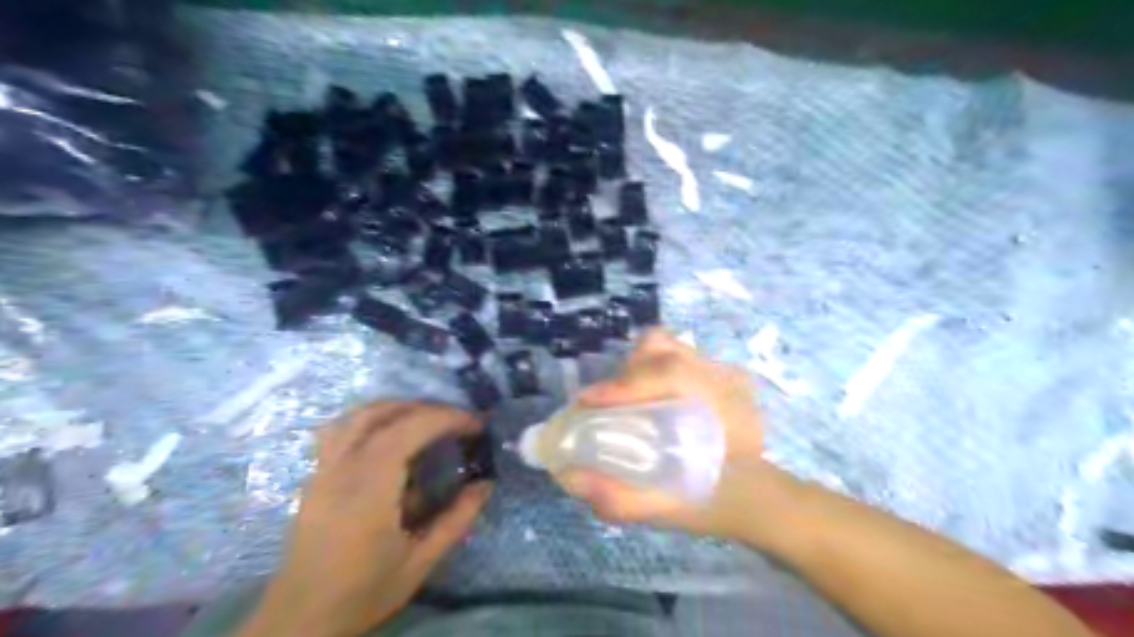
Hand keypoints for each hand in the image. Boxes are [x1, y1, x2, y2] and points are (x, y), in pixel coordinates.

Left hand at [242, 403, 493, 636]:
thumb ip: (456, 520)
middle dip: (427, 408)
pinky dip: (370, 419)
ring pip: (357, 415)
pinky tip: (386, 434)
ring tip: (425, 418)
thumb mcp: (419, 563)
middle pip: (384, 414)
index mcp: (369, 488)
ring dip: (396, 407)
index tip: (476, 425)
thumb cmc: (362, 593)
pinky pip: (340, 429)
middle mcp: (342, 469)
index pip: (410, 429)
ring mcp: (323, 470)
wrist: (297, 621)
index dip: (447, 418)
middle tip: (456, 420)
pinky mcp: (315, 477)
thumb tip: (485, 484)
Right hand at [560, 329, 764, 542]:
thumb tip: (568, 477)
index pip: (673, 374)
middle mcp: (727, 379)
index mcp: (726, 410)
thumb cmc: (718, 504)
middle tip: (602, 406)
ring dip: (635, 367)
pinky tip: (645, 396)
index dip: (626, 384)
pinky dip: (648, 367)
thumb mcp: (671, 512)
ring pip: (667, 346)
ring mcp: (722, 370)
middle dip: (624, 375)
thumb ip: (622, 500)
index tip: (588, 402)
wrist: (757, 495)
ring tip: (623, 399)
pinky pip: (672, 353)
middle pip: (664, 351)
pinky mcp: (713, 370)